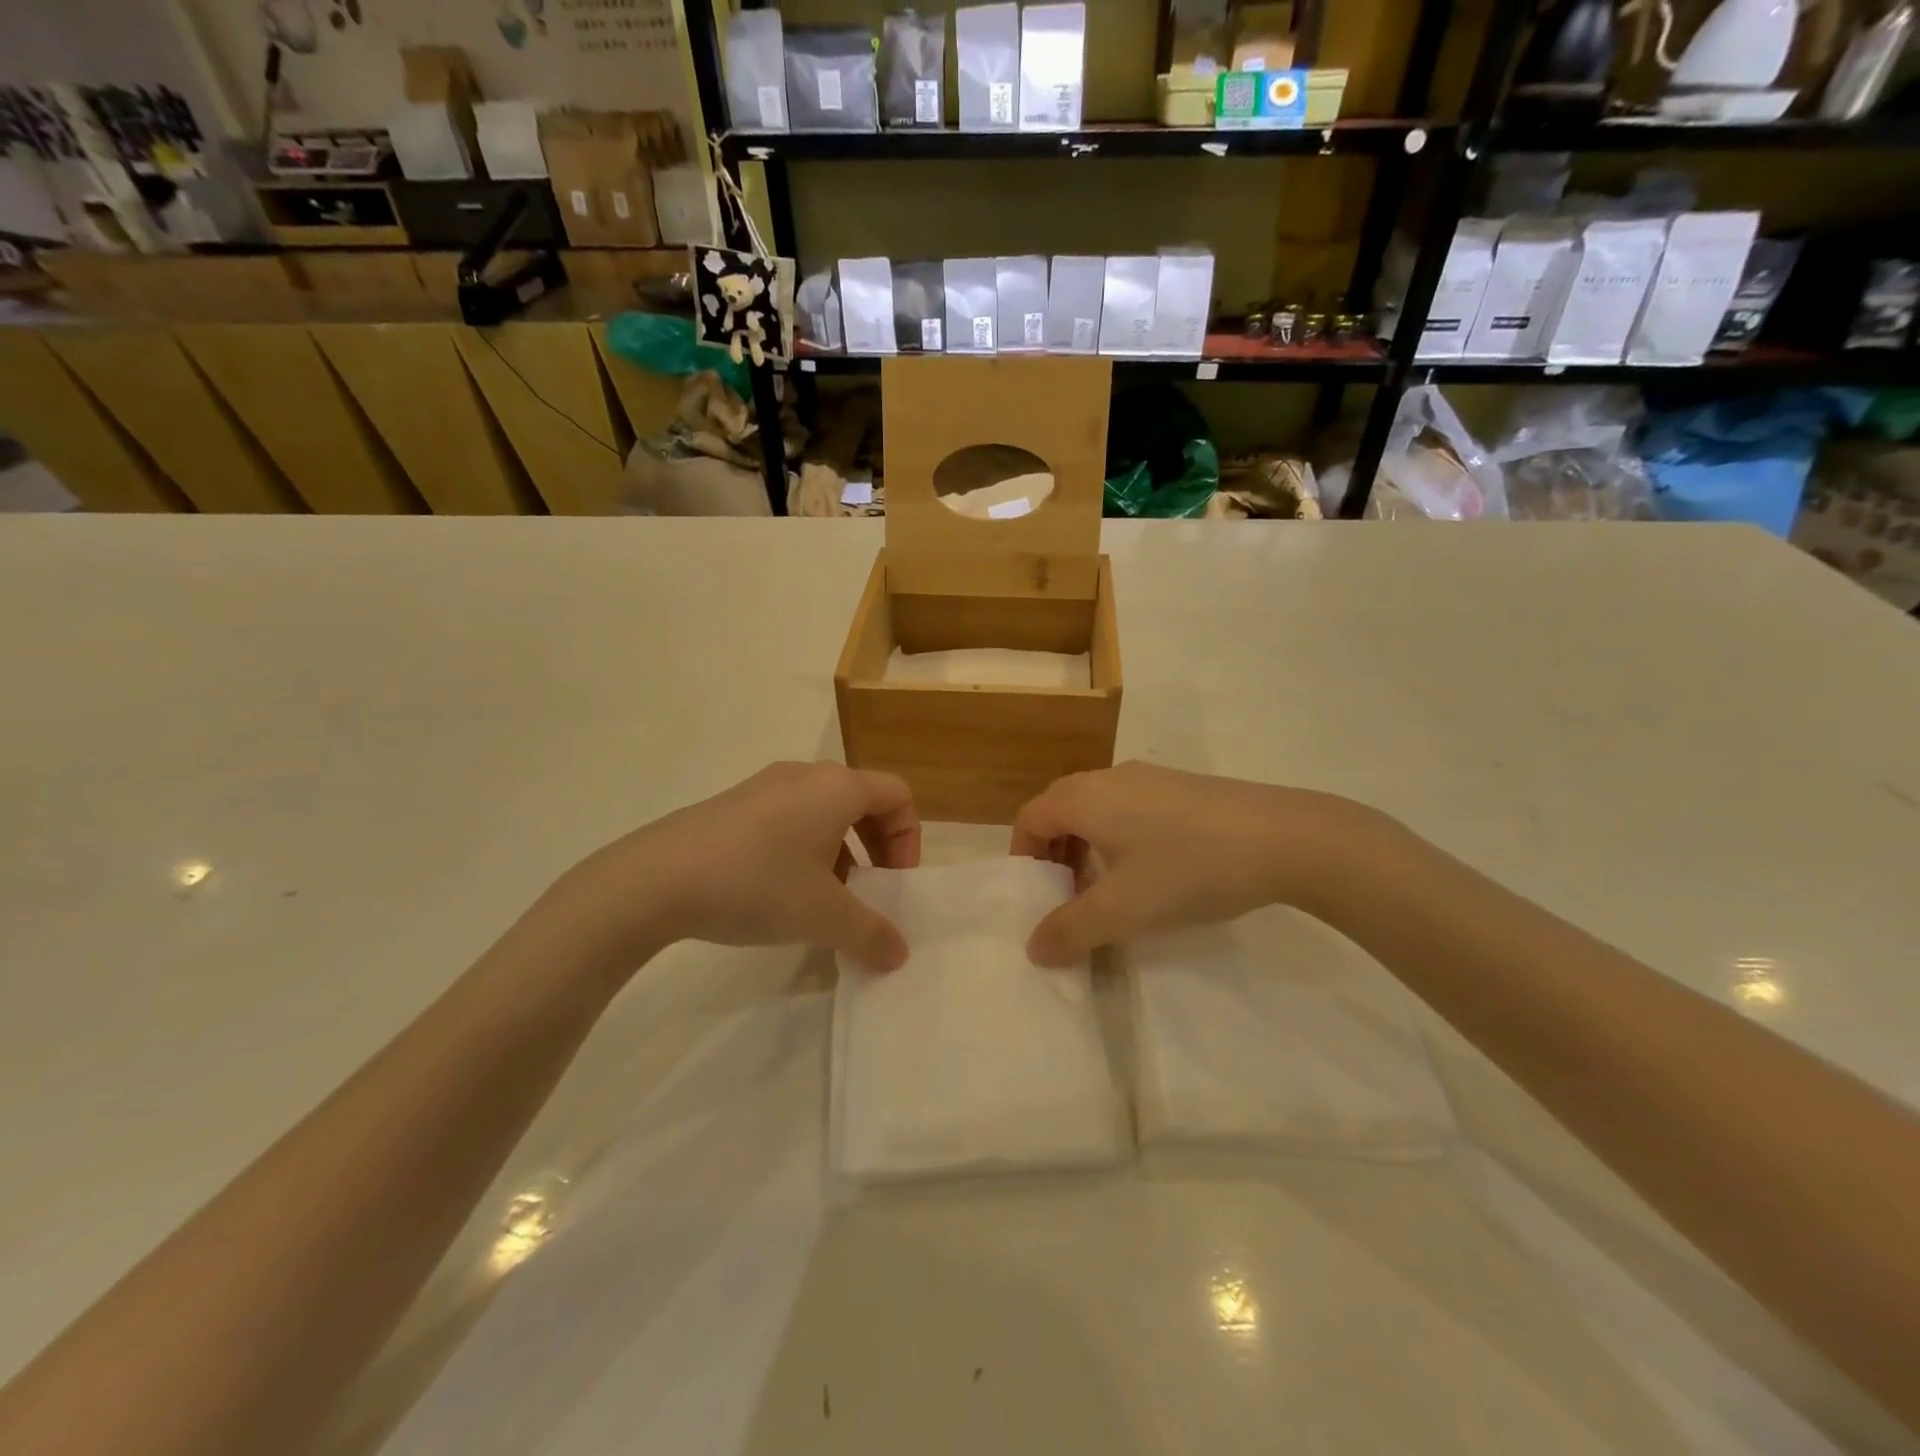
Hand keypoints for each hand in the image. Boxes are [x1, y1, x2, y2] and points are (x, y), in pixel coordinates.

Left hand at [545, 762, 920, 975]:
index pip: (897, 795)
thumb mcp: (823, 916)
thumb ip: (871, 934)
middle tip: (868, 892)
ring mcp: (764, 787)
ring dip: (841, 852)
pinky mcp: (733, 806)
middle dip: (877, 848)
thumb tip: (899, 954)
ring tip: (824, 900)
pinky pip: (789, 819)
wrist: (654, 880)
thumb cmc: (756, 884)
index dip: (909, 839)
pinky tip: (780, 893)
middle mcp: (805, 776)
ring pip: (824, 812)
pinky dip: (804, 850)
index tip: (894, 883)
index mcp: (837, 788)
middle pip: (863, 801)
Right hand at [1010, 762, 1382, 965]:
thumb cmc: (1188, 869)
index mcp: (1084, 797)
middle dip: (1054, 854)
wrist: (1285, 838)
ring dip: (1088, 847)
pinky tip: (1154, 872)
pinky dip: (1120, 838)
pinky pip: (1130, 808)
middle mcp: (1110, 777)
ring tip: (1109, 890)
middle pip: (1061, 809)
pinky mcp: (1183, 787)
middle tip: (1067, 897)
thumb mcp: (1122, 910)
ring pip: (1098, 809)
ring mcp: (1150, 778)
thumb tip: (1033, 948)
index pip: (1030, 818)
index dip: (1024, 857)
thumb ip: (1070, 931)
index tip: (1036, 896)